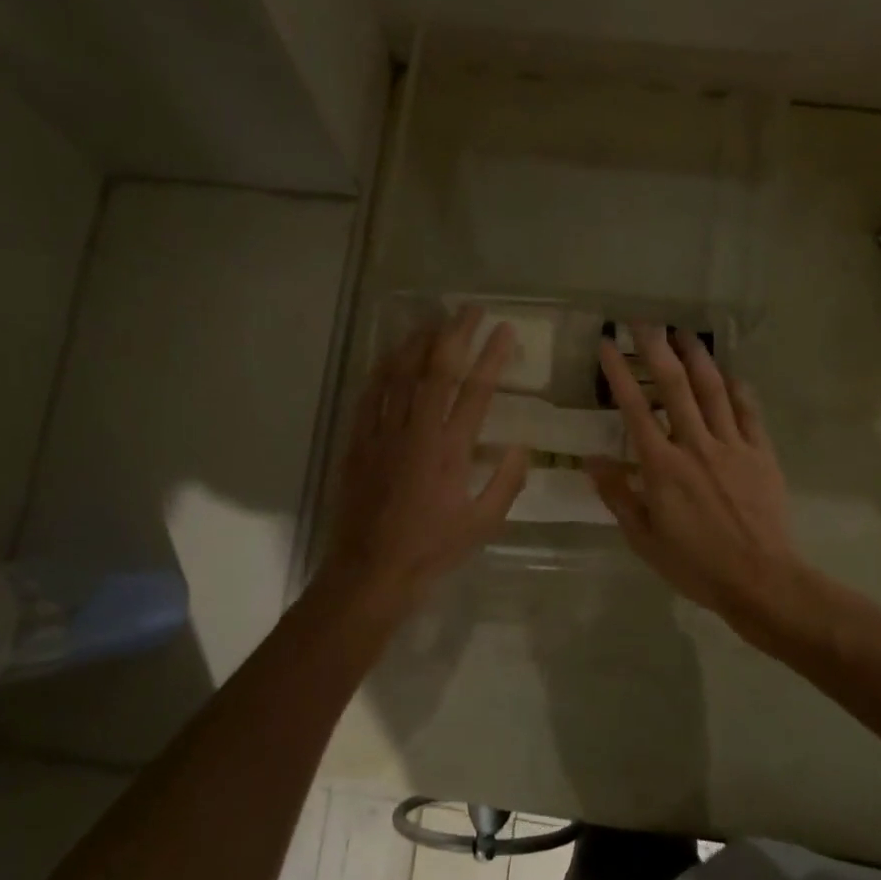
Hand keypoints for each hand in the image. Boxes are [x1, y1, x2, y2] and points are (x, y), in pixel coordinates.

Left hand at [322, 306, 530, 613]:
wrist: (371, 570)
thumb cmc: (432, 549)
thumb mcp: (483, 524)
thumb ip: (506, 482)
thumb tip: (522, 446)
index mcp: (451, 450)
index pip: (476, 390)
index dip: (492, 356)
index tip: (504, 330)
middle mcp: (417, 432)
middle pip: (438, 369)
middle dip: (455, 333)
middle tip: (469, 309)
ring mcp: (383, 433)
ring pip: (399, 374)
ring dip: (417, 342)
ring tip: (432, 321)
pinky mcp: (358, 441)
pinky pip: (370, 395)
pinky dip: (382, 370)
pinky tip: (391, 356)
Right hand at [587, 325, 826, 653]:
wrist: (760, 579)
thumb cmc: (695, 564)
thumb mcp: (644, 538)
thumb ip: (618, 495)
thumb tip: (591, 461)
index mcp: (662, 466)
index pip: (634, 409)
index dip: (619, 373)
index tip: (608, 344)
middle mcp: (695, 445)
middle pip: (674, 387)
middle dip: (657, 350)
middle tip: (644, 322)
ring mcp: (732, 446)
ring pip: (712, 391)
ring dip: (697, 358)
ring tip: (684, 333)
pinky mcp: (761, 454)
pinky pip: (748, 413)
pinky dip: (738, 390)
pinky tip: (730, 375)